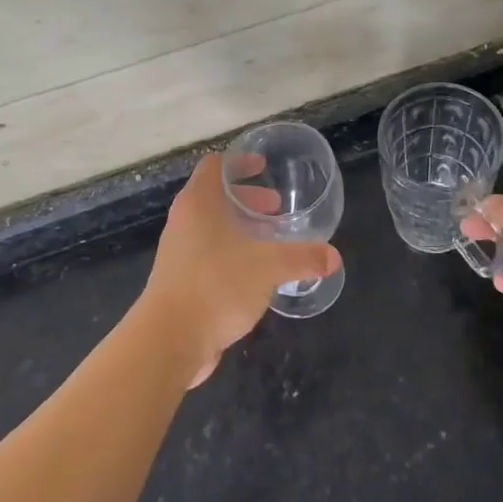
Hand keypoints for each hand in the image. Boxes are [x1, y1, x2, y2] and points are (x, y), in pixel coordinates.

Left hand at [142, 154, 342, 388]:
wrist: (169, 340)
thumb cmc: (217, 285)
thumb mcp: (268, 267)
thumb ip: (303, 258)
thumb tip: (333, 257)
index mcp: (199, 203)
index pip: (215, 165)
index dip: (240, 162)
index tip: (264, 168)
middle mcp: (184, 222)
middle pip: (215, 197)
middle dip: (248, 200)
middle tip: (276, 209)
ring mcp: (178, 253)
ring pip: (212, 228)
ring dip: (240, 229)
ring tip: (271, 243)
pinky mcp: (179, 281)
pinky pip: (208, 255)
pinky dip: (232, 255)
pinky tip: (255, 276)